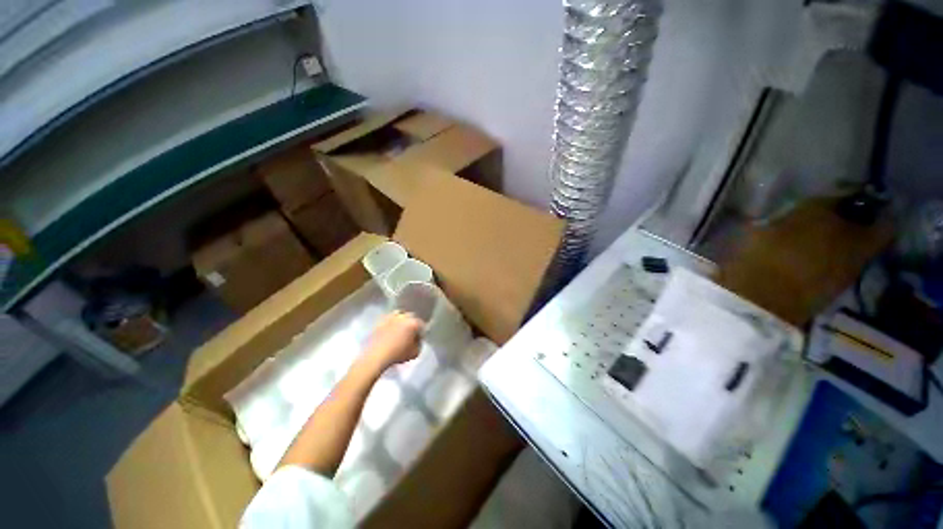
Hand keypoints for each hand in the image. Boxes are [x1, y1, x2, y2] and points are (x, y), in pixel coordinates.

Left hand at [363, 311, 422, 369]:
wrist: (376, 355)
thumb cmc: (398, 354)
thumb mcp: (415, 353)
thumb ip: (419, 345)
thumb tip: (417, 341)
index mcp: (413, 323)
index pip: (421, 326)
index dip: (421, 333)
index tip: (419, 340)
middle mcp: (403, 316)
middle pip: (411, 317)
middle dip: (412, 325)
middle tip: (410, 334)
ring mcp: (391, 317)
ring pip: (400, 315)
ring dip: (401, 321)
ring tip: (400, 329)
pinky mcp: (380, 321)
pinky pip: (389, 319)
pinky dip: (391, 323)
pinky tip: (390, 331)